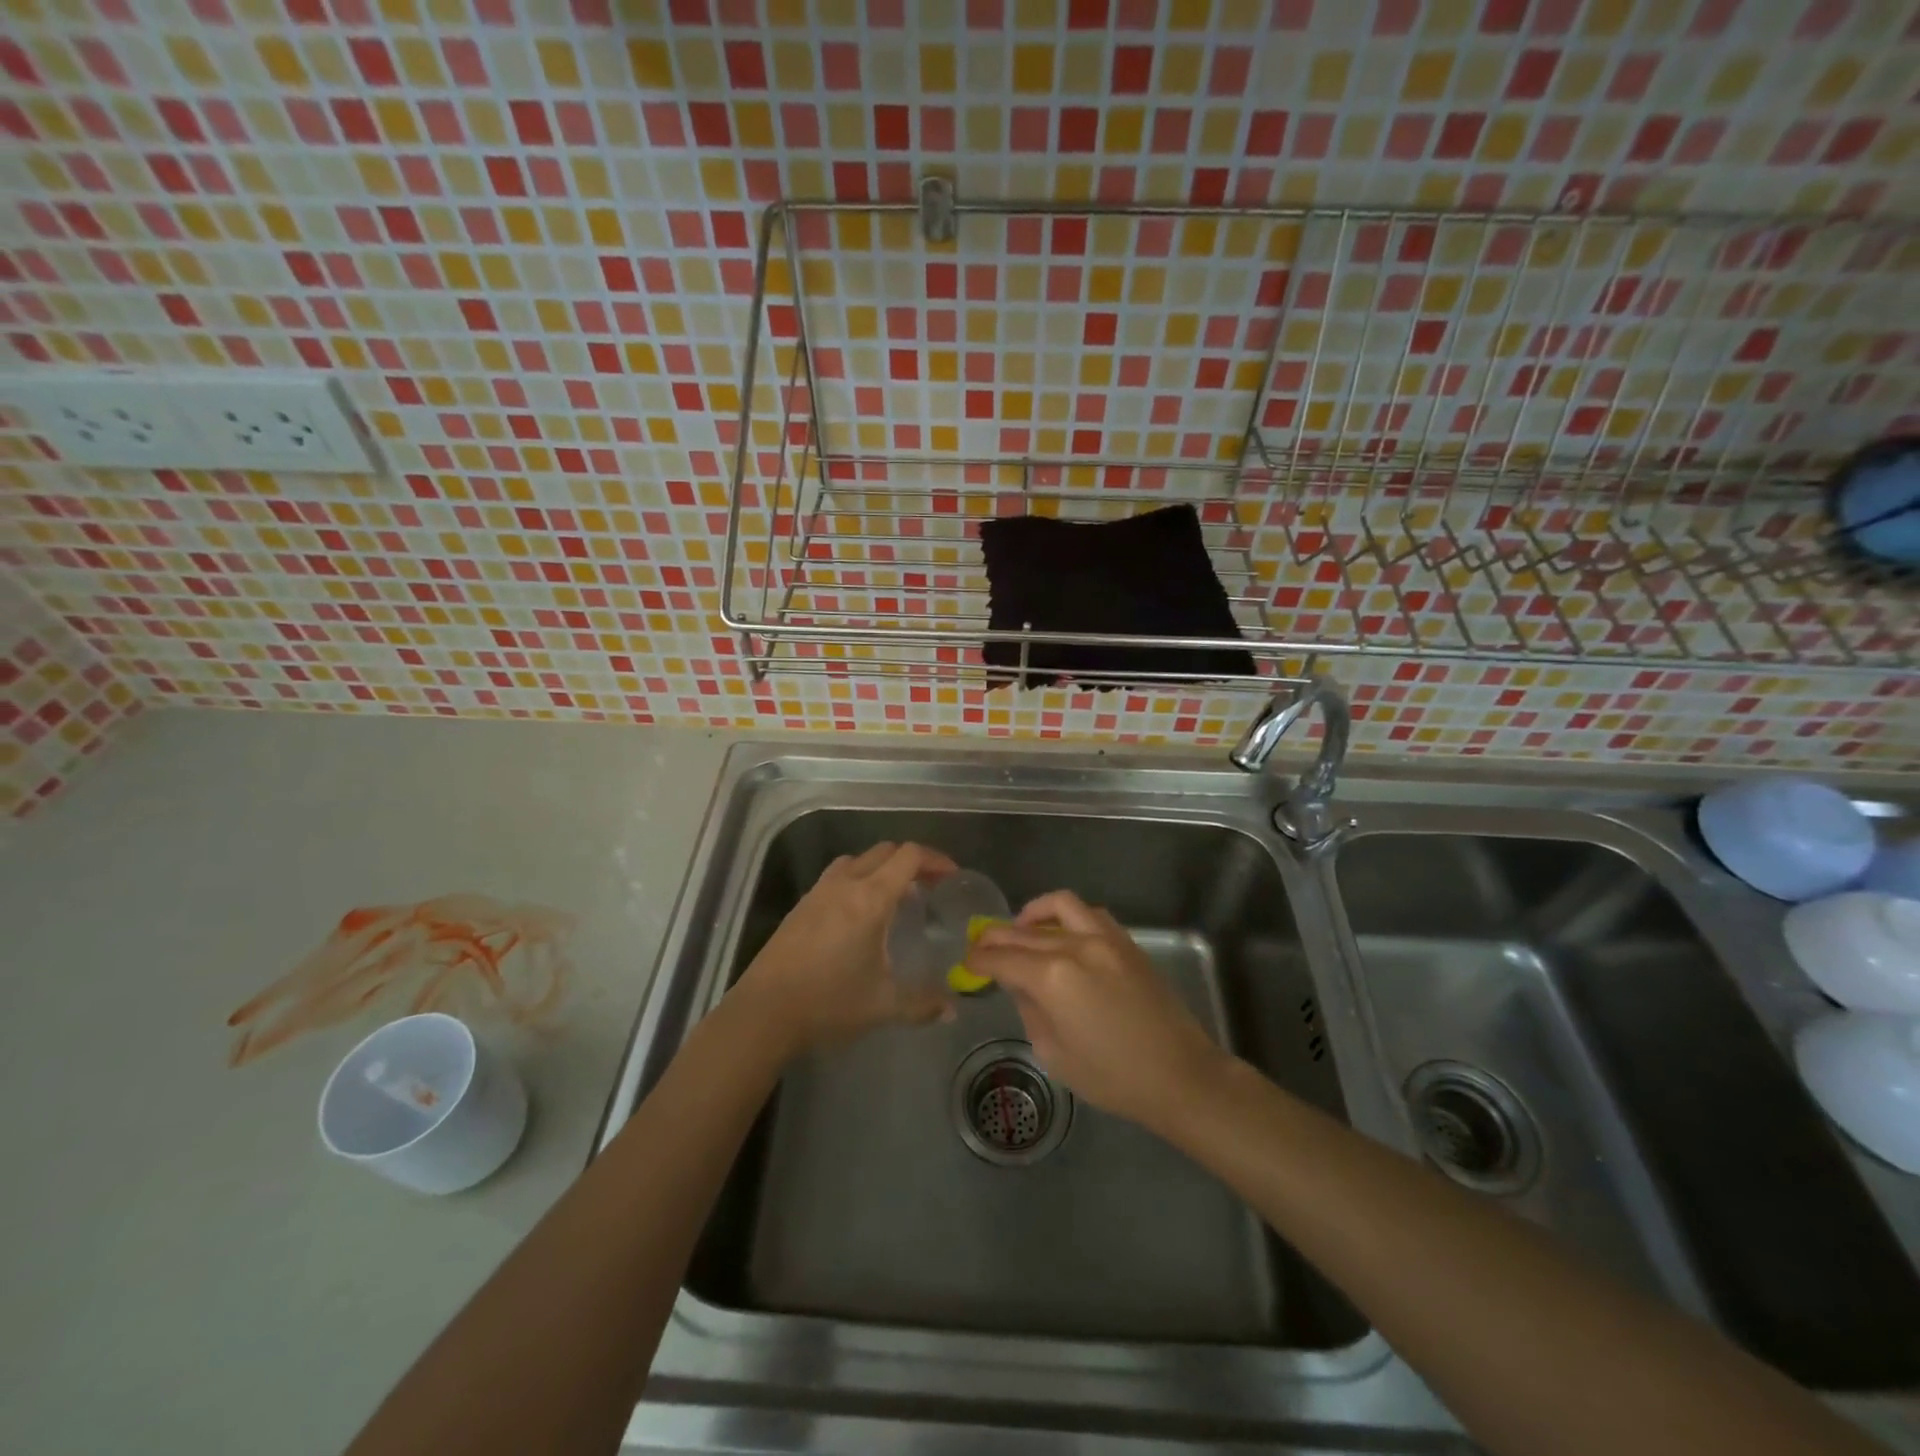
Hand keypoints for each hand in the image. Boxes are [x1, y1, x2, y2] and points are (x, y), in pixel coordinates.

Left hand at [734, 841, 956, 1055]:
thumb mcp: (883, 1005)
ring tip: (895, 897)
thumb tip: (951, 1009)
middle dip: (911, 862)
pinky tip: (860, 915)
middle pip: (885, 851)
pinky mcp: (801, 905)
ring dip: (881, 868)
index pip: (908, 856)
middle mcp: (845, 884)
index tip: (951, 876)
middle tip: (929, 887)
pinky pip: (837, 876)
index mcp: (870, 898)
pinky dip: (858, 880)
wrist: (764, 1012)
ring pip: (858, 860)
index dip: (935, 859)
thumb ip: (922, 1004)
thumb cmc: (829, 1003)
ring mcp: (819, 892)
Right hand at [968, 891, 1230, 1130]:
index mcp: (1052, 978)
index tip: (967, 963)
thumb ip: (1030, 1010)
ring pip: (1059, 906)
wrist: (1179, 1074)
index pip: (1001, 958)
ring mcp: (1104, 938)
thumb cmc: (1112, 1076)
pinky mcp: (1126, 942)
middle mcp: (1075, 946)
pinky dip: (1068, 918)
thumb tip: (1019, 985)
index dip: (978, 960)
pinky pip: (1089, 914)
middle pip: (1023, 931)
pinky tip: (1063, 936)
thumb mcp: (1054, 1053)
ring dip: (1033, 914)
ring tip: (1022, 930)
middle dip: (996, 937)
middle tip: (982, 947)